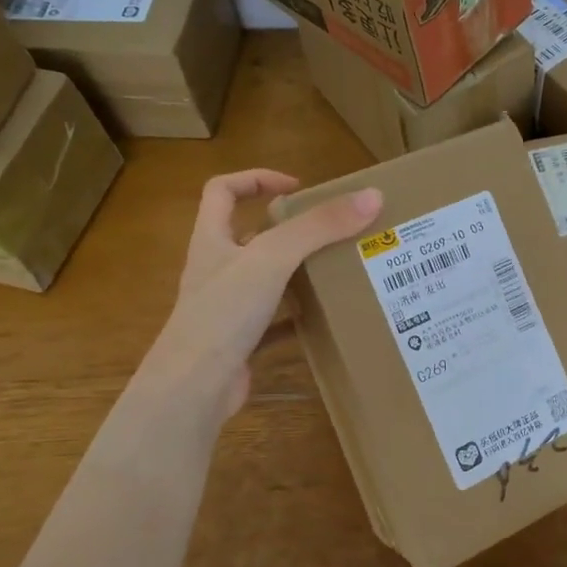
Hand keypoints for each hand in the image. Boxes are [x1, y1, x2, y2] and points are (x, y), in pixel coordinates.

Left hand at [144, 170, 380, 424]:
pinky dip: (297, 318)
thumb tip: (372, 196)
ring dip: (295, 273)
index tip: (297, 187)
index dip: (256, 179)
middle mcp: (215, 269)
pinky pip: (274, 323)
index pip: (222, 191)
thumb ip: (319, 227)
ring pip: (264, 280)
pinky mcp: (239, 342)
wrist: (194, 388)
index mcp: (212, 240)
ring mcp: (226, 308)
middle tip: (329, 232)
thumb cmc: (224, 312)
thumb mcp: (273, 258)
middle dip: (287, 230)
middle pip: (248, 235)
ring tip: (335, 269)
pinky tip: (324, 319)